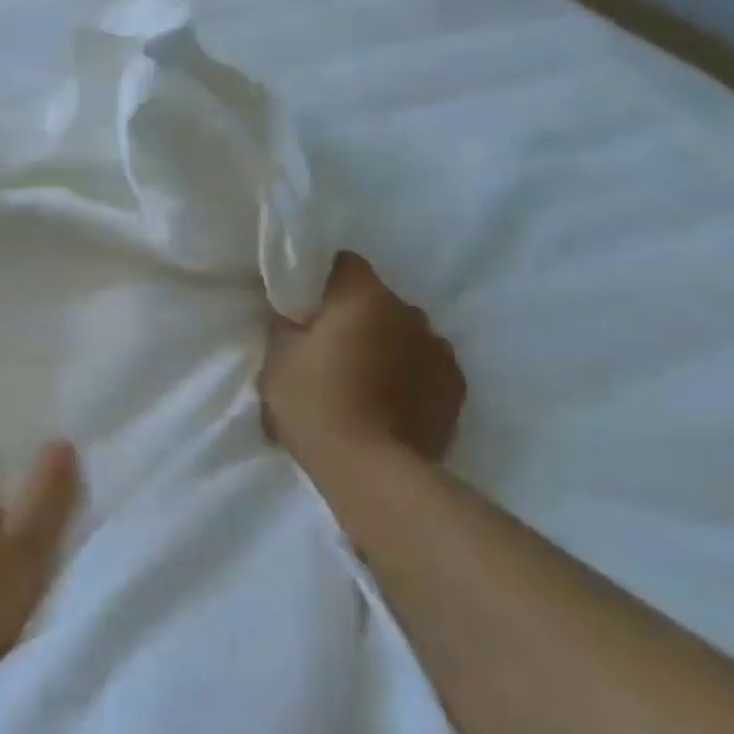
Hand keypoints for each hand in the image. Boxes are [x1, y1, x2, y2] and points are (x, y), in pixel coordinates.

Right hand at [261, 252, 466, 483]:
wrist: (370, 469)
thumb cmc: (315, 405)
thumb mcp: (278, 360)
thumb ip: (287, 326)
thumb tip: (297, 315)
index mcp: (365, 297)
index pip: (344, 264)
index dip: (322, 280)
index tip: (305, 306)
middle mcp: (410, 312)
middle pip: (376, 301)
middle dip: (354, 318)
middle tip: (327, 350)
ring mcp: (439, 350)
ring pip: (403, 334)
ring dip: (384, 347)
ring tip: (361, 382)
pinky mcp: (455, 387)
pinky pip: (424, 367)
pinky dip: (407, 376)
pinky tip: (387, 403)